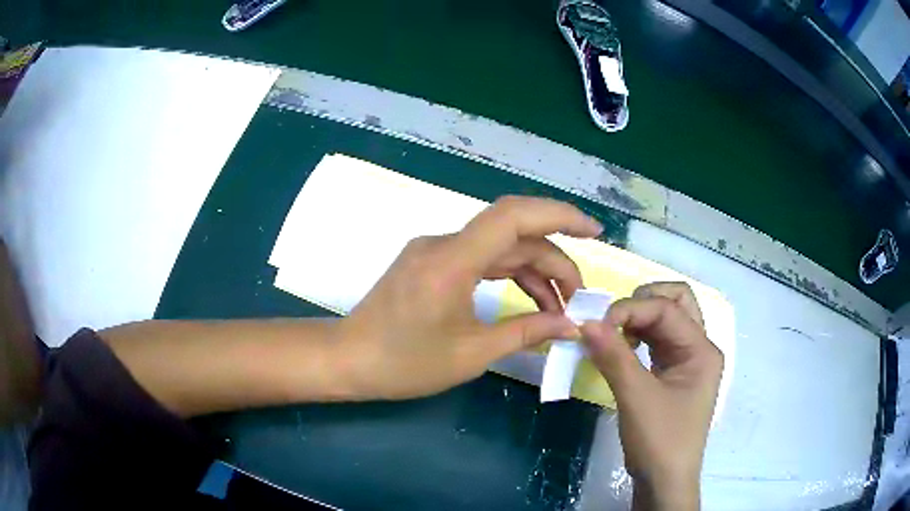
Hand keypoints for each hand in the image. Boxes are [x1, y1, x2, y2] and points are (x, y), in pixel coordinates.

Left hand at [334, 196, 602, 399]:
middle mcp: (444, 244)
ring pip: (498, 248)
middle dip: (554, 259)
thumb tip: (570, 325)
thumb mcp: (471, 353)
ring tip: (558, 307)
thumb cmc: (404, 362)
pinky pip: (480, 260)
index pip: (514, 216)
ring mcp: (435, 251)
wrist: (348, 360)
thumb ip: (526, 332)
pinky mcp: (431, 264)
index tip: (594, 231)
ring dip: (533, 271)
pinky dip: (508, 276)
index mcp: (452, 260)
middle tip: (578, 297)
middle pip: (513, 235)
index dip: (559, 215)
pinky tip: (528, 300)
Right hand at [580, 283, 722, 509]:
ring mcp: (688, 360)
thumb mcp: (636, 397)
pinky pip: (658, 341)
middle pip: (677, 303)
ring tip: (612, 332)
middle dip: (644, 302)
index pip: (668, 310)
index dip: (631, 309)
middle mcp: (699, 348)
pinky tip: (620, 347)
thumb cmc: (660, 440)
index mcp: (702, 350)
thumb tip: (585, 322)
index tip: (597, 324)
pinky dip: (638, 336)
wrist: (664, 481)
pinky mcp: (674, 373)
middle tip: (614, 318)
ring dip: (639, 319)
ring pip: (667, 320)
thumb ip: (614, 356)